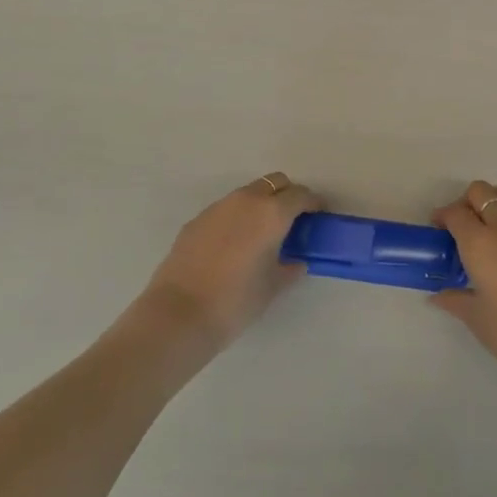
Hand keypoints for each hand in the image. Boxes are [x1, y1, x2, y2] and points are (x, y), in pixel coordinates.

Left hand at [140, 173, 320, 352]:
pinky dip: (237, 217)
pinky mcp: (197, 219)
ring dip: (261, 204)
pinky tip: (232, 245)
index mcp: (272, 213)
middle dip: (287, 195)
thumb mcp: (272, 288)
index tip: (318, 216)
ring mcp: (219, 207)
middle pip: (275, 183)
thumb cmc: (235, 302)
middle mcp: (247, 200)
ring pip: (249, 193)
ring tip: (260, 234)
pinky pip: (226, 209)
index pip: (300, 196)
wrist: (178, 314)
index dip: (313, 203)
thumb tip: (296, 261)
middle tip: (292, 221)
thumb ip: (289, 268)